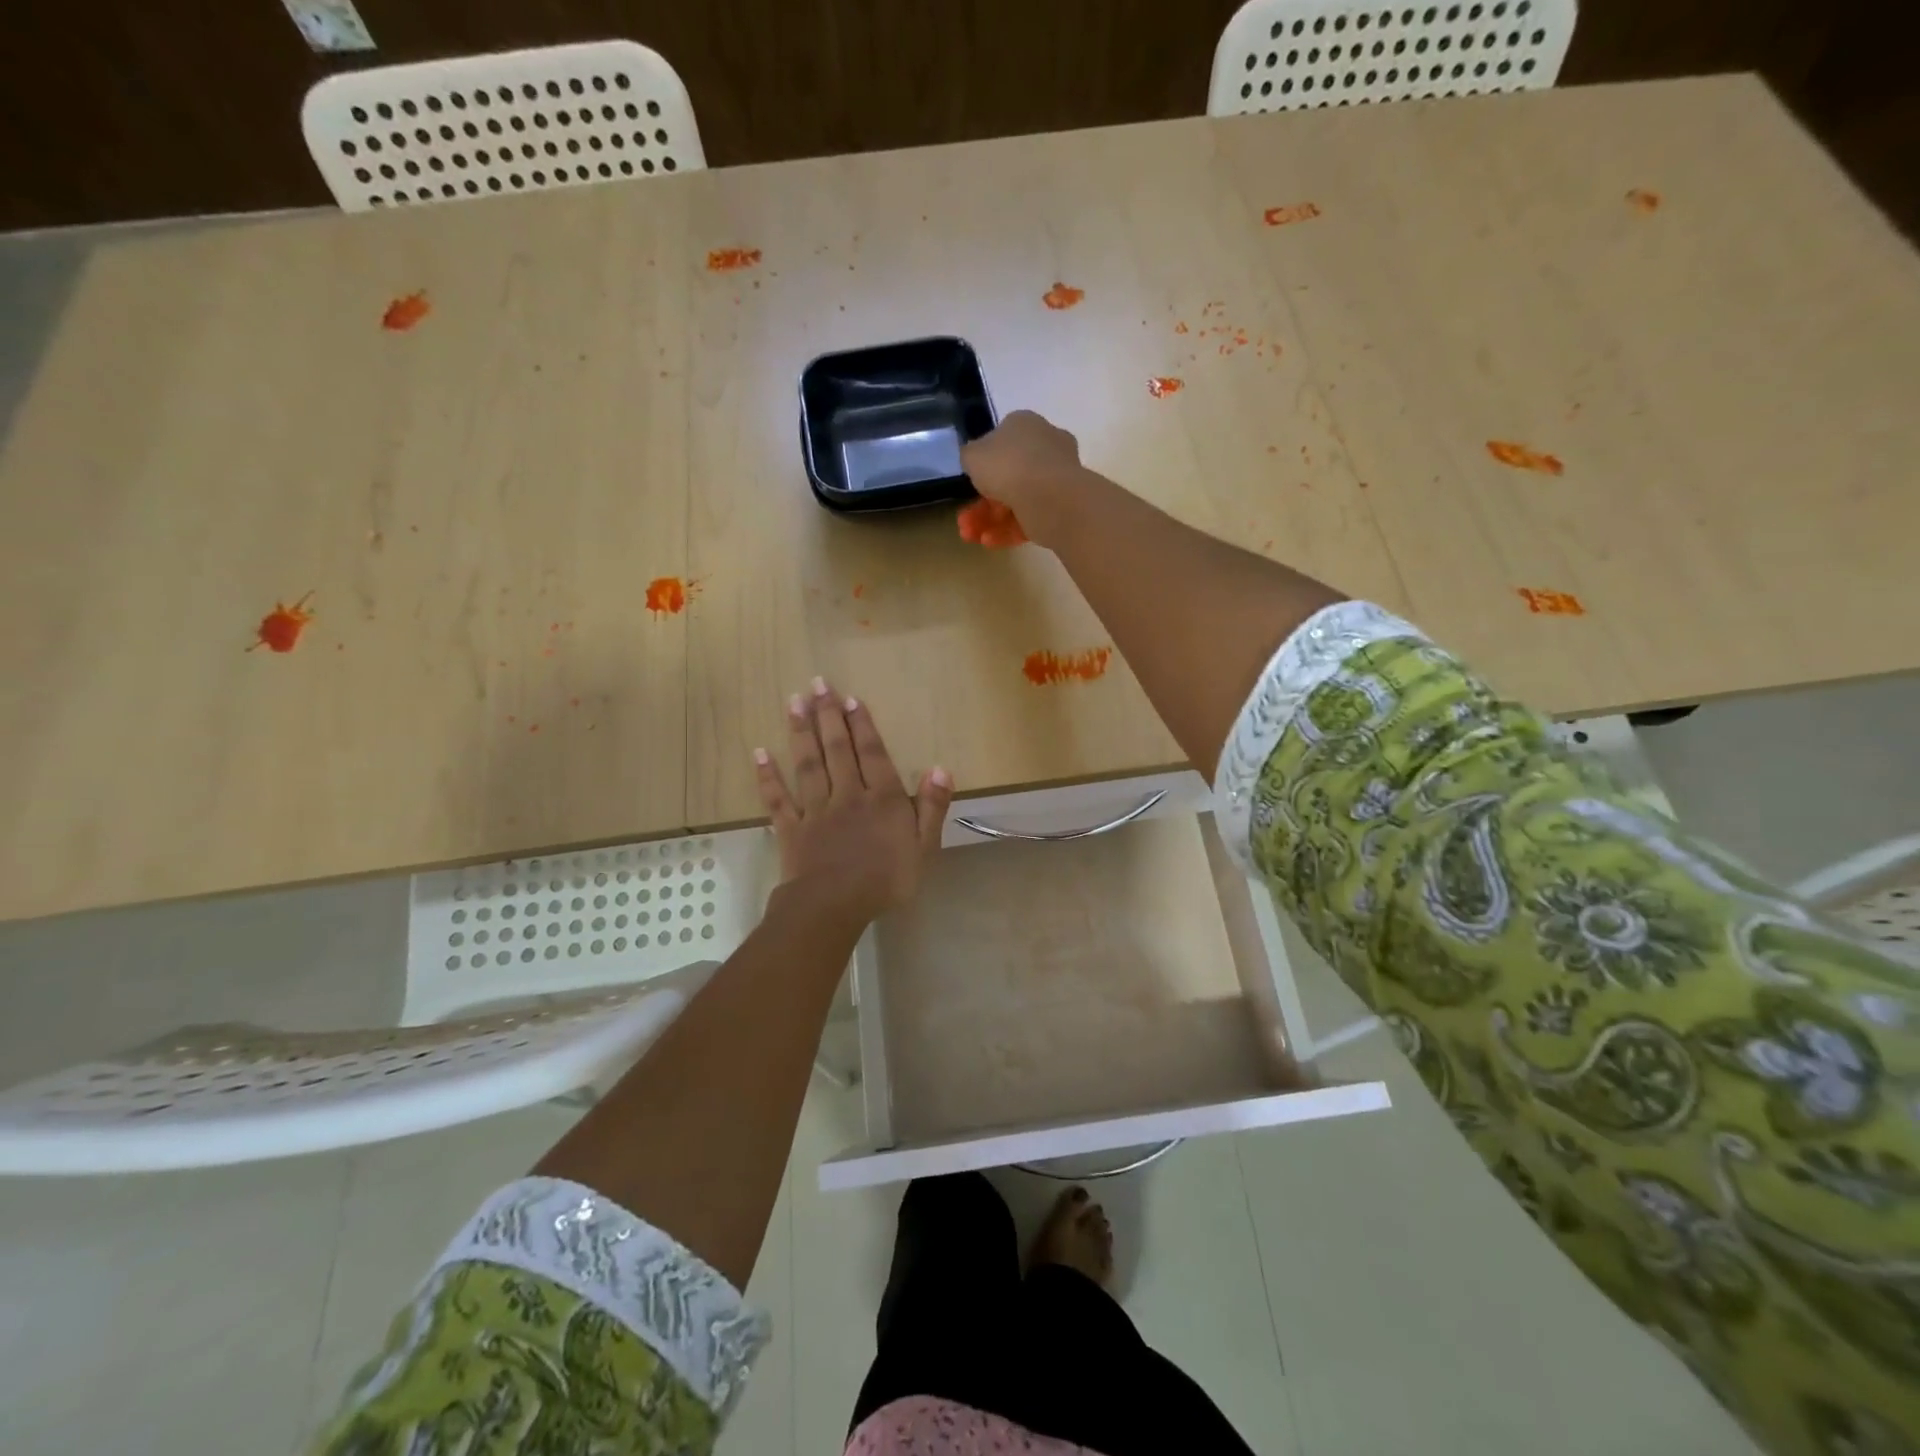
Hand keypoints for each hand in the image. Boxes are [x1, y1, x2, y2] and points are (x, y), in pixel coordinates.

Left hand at [754, 678, 953, 928]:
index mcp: (881, 798)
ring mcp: (816, 810)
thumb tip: (940, 769)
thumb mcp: (924, 847)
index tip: (849, 698)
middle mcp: (847, 794)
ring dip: (801, 732)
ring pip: (808, 764)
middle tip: (817, 683)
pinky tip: (760, 753)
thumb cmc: (886, 880)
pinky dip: (768, 776)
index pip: (872, 753)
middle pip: (837, 748)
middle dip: (828, 715)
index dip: (862, 724)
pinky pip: (778, 798)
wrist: (835, 906)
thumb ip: (932, 806)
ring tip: (793, 702)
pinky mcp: (791, 829)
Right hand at [958, 410, 1084, 547]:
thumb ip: (970, 456)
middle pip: (1007, 477)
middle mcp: (1044, 446)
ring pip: (1016, 501)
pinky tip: (990, 542)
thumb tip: (974, 459)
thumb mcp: (972, 455)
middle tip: (964, 521)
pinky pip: (1030, 517)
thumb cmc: (1007, 465)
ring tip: (971, 537)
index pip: (1000, 442)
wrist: (1049, 495)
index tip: (968, 485)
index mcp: (1024, 424)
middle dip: (982, 504)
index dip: (982, 466)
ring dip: (990, 521)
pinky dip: (1009, 530)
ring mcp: (1056, 477)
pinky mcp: (1061, 507)